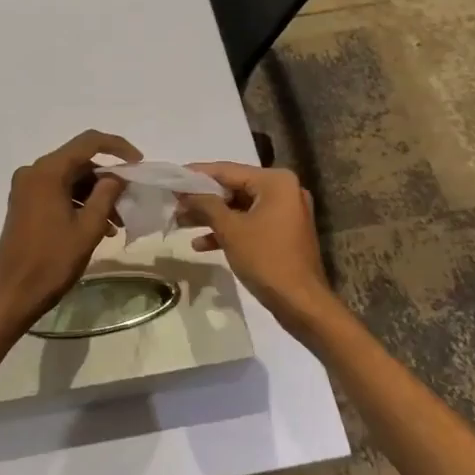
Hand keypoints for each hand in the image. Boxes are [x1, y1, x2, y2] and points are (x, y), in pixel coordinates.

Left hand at [0, 130, 139, 332]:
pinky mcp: (24, 204)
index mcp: (48, 171)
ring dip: (94, 196)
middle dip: (107, 180)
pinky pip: (57, 193)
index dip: (117, 147)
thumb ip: (106, 195)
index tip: (139, 163)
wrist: (12, 293)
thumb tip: (116, 176)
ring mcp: (26, 188)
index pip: (88, 142)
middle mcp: (33, 172)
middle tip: (130, 203)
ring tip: (116, 225)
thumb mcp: (87, 228)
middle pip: (79, 163)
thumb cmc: (52, 261)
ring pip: (69, 180)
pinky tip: (97, 228)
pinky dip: (78, 204)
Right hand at [178, 162, 337, 327]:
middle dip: (203, 199)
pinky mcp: (283, 233)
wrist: (301, 303)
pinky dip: (229, 230)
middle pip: (234, 188)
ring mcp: (285, 213)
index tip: (172, 178)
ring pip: (240, 208)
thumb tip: (184, 191)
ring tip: (181, 222)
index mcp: (275, 182)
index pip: (228, 170)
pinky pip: (250, 223)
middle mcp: (284, 191)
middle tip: (174, 203)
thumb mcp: (230, 229)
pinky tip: (201, 244)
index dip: (197, 175)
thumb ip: (205, 204)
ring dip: (212, 216)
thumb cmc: (266, 259)